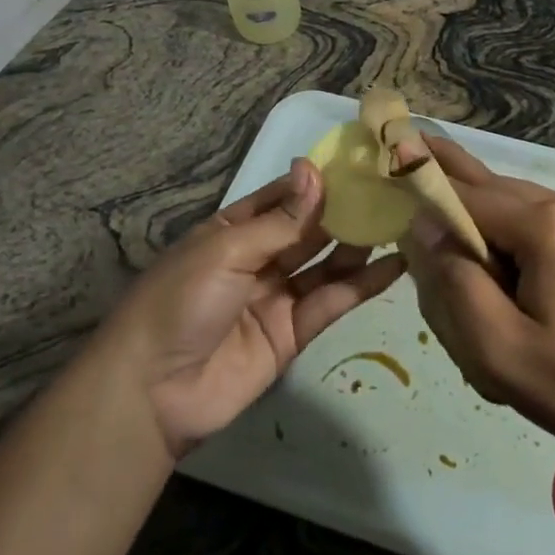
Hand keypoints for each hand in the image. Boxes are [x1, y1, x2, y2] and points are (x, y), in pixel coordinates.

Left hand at [102, 158, 404, 458]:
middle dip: (346, 209)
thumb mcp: (227, 250)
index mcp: (234, 229)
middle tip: (393, 189)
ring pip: (327, 262)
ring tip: (401, 220)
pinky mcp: (294, 333)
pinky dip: (364, 284)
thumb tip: (315, 169)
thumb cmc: (181, 302)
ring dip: (360, 243)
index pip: (284, 196)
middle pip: (310, 228)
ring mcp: (278, 295)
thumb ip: (281, 219)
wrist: (152, 392)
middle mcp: (259, 257)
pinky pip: (333, 301)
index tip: (362, 162)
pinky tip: (396, 264)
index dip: (319, 180)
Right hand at [403, 137, 554, 466]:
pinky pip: (533, 224)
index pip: (465, 195)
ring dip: (477, 222)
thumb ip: (453, 281)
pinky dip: (504, 238)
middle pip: (489, 190)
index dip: (423, 190)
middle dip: (448, 194)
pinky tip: (489, 265)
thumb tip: (422, 225)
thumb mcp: (499, 349)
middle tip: (404, 159)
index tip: (383, 174)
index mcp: (547, 224)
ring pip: (511, 206)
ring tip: (441, 233)